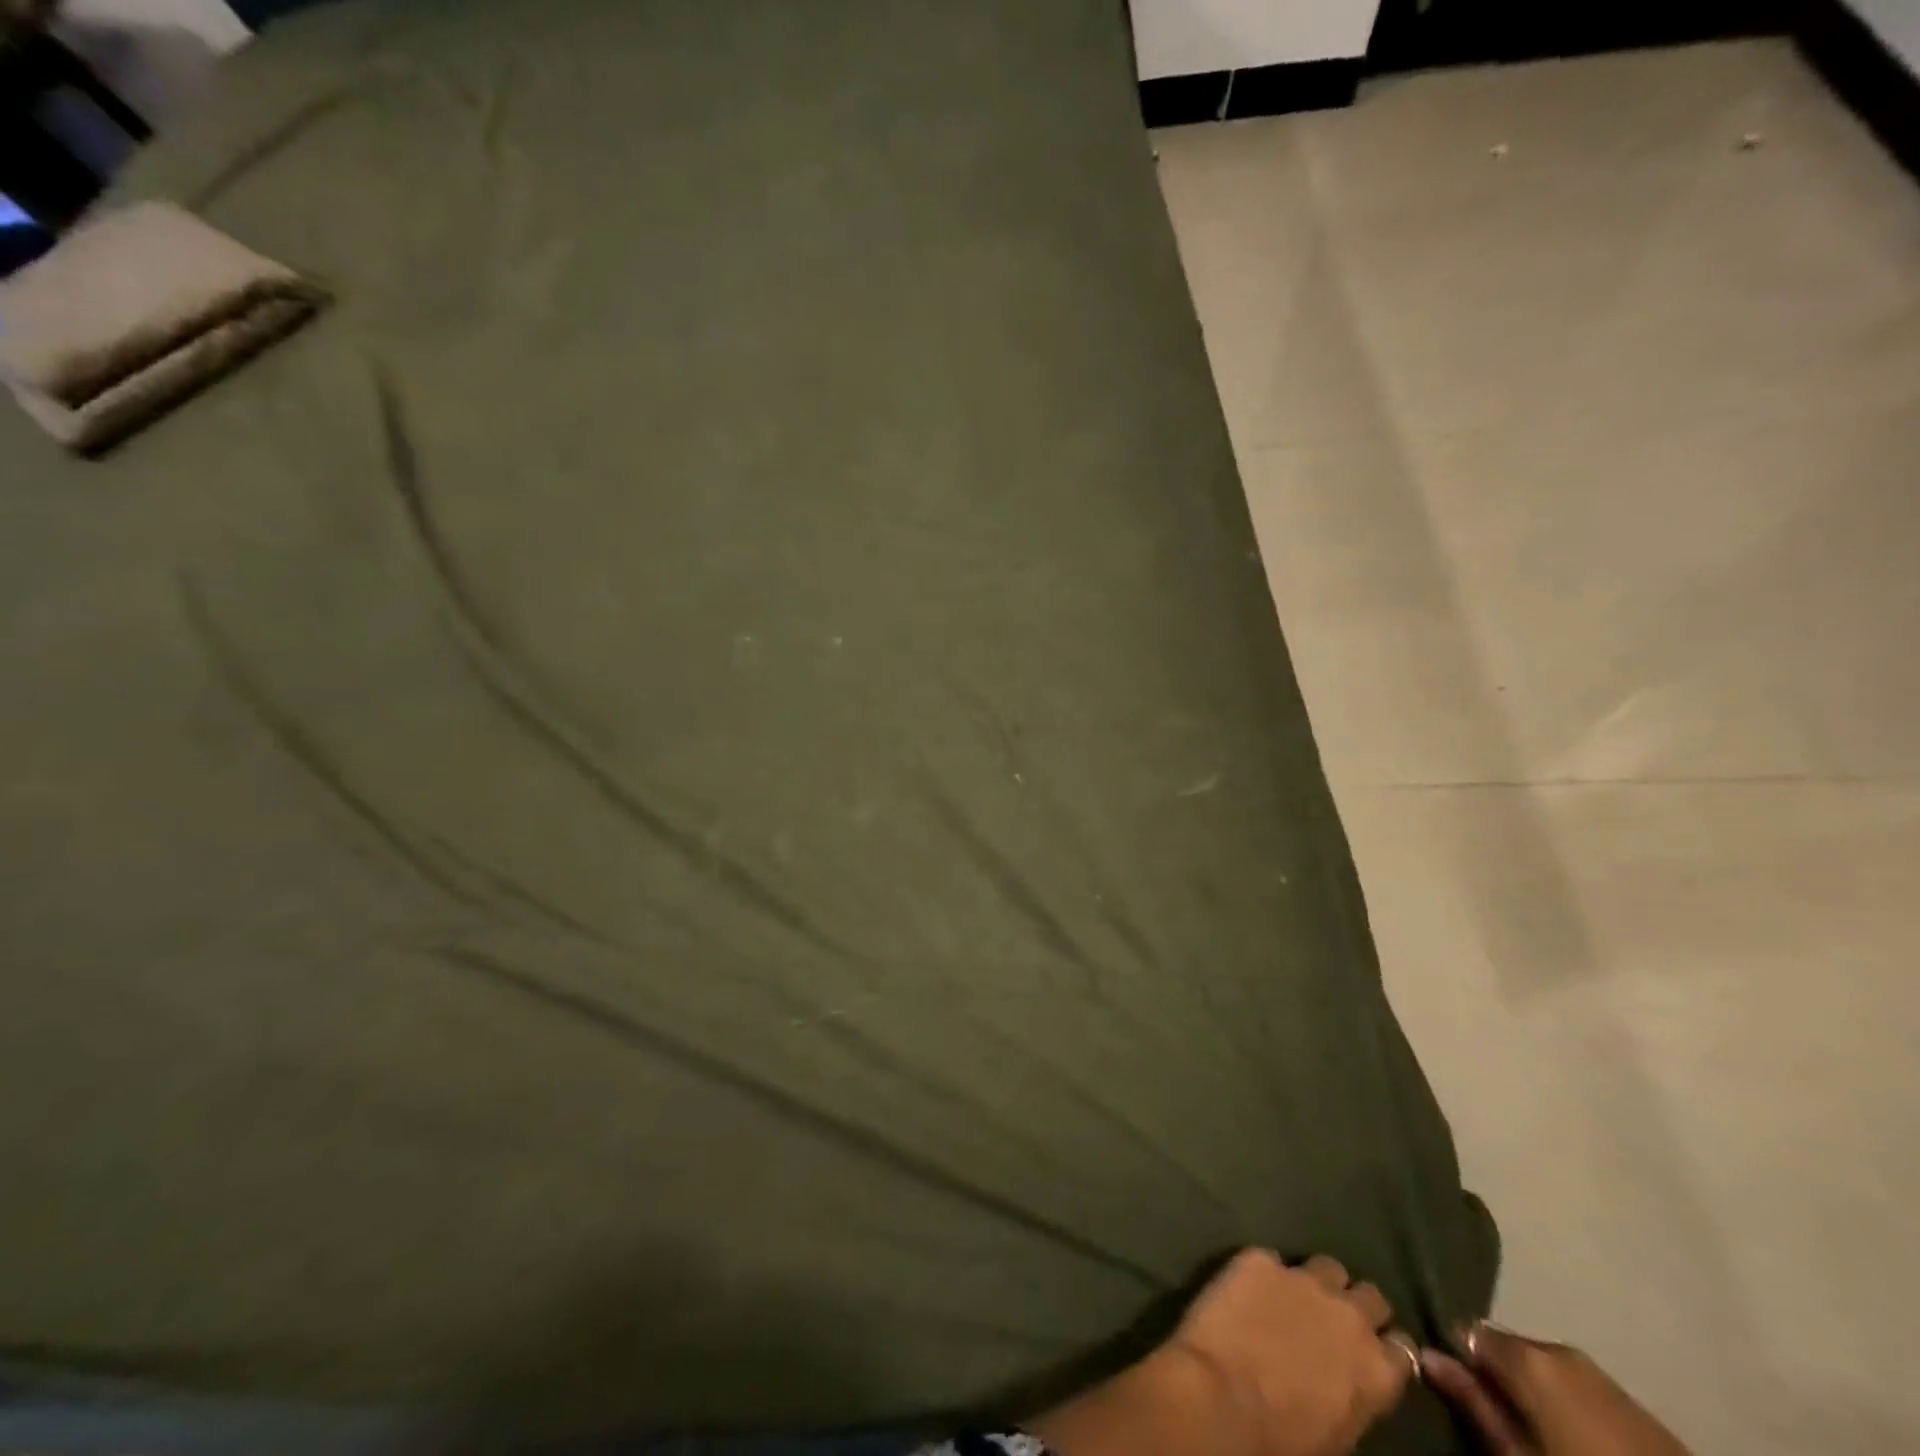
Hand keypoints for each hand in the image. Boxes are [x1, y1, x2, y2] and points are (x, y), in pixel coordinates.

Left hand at [1032, 1249, 1418, 1455]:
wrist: (1213, 1410)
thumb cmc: (1276, 1449)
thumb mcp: (1325, 1439)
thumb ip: (1336, 1406)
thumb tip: (1326, 1396)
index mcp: (1373, 1373)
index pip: (1401, 1343)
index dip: (1380, 1342)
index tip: (1367, 1344)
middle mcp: (1345, 1314)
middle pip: (1367, 1291)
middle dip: (1353, 1301)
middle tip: (1327, 1311)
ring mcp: (1300, 1279)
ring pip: (1326, 1264)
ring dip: (1313, 1277)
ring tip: (1291, 1289)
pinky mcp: (1256, 1258)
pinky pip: (1273, 1255)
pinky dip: (1267, 1269)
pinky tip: (1248, 1280)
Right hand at [1421, 1322, 1690, 1455]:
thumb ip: (1474, 1403)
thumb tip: (1425, 1353)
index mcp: (1528, 1354)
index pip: (1466, 1330)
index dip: (1456, 1356)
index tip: (1452, 1385)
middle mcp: (1559, 1348)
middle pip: (1507, 1348)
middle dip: (1496, 1374)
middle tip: (1495, 1415)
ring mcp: (1601, 1372)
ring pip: (1544, 1367)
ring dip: (1531, 1389)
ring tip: (1534, 1428)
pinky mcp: (1633, 1401)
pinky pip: (1579, 1387)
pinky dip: (1565, 1401)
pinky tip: (1573, 1435)